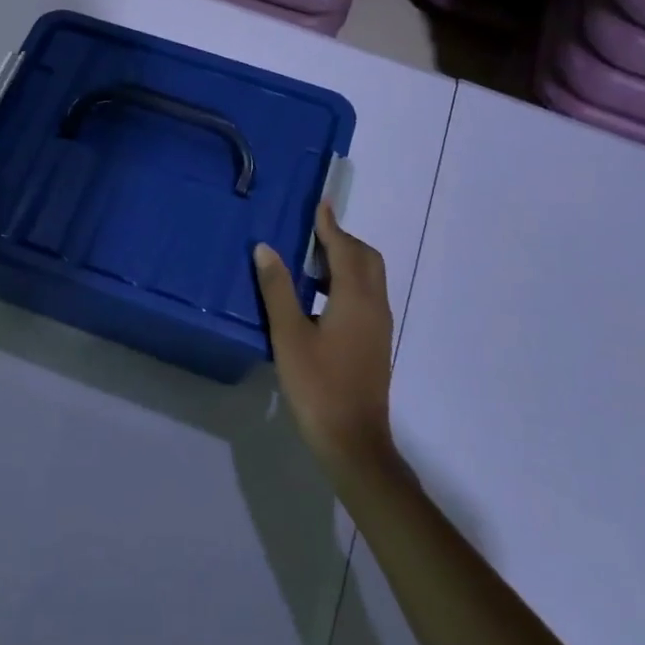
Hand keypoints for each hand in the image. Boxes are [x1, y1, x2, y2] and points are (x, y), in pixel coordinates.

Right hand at [254, 201, 397, 484]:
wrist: (353, 441)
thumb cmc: (318, 385)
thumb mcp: (289, 335)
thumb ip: (277, 289)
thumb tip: (266, 248)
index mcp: (356, 298)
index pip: (345, 248)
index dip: (331, 225)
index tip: (320, 203)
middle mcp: (375, 305)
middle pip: (366, 258)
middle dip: (342, 240)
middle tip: (312, 233)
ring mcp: (379, 326)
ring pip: (369, 277)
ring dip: (346, 260)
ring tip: (311, 260)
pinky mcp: (375, 342)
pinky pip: (366, 295)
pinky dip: (348, 281)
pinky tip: (320, 296)